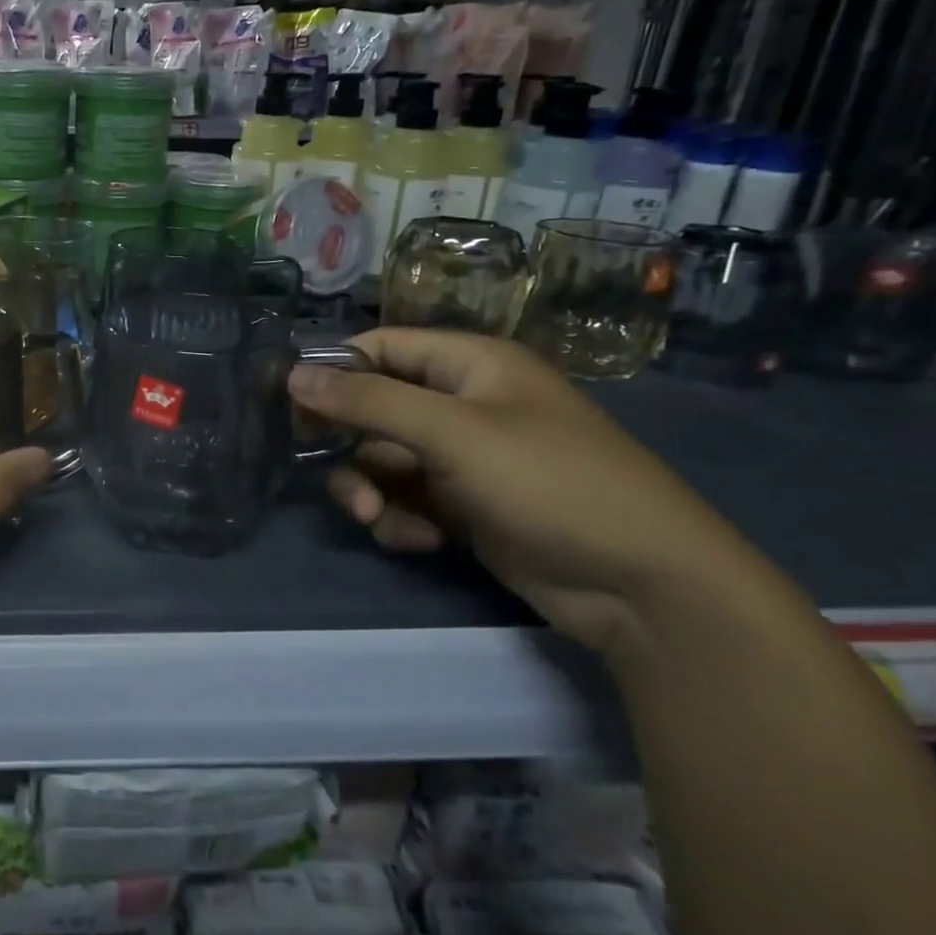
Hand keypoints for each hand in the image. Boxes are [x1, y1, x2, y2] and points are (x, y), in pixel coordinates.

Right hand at [288, 328, 763, 652]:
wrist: (643, 586)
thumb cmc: (549, 483)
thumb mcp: (452, 434)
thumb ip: (368, 401)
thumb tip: (294, 373)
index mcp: (468, 365)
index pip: (380, 348)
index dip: (334, 372)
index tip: (292, 407)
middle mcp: (463, 403)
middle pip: (374, 409)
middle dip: (351, 446)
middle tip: (334, 475)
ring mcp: (465, 458)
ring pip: (384, 460)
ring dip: (370, 489)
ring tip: (376, 519)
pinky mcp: (467, 506)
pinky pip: (408, 498)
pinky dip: (400, 518)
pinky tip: (417, 541)